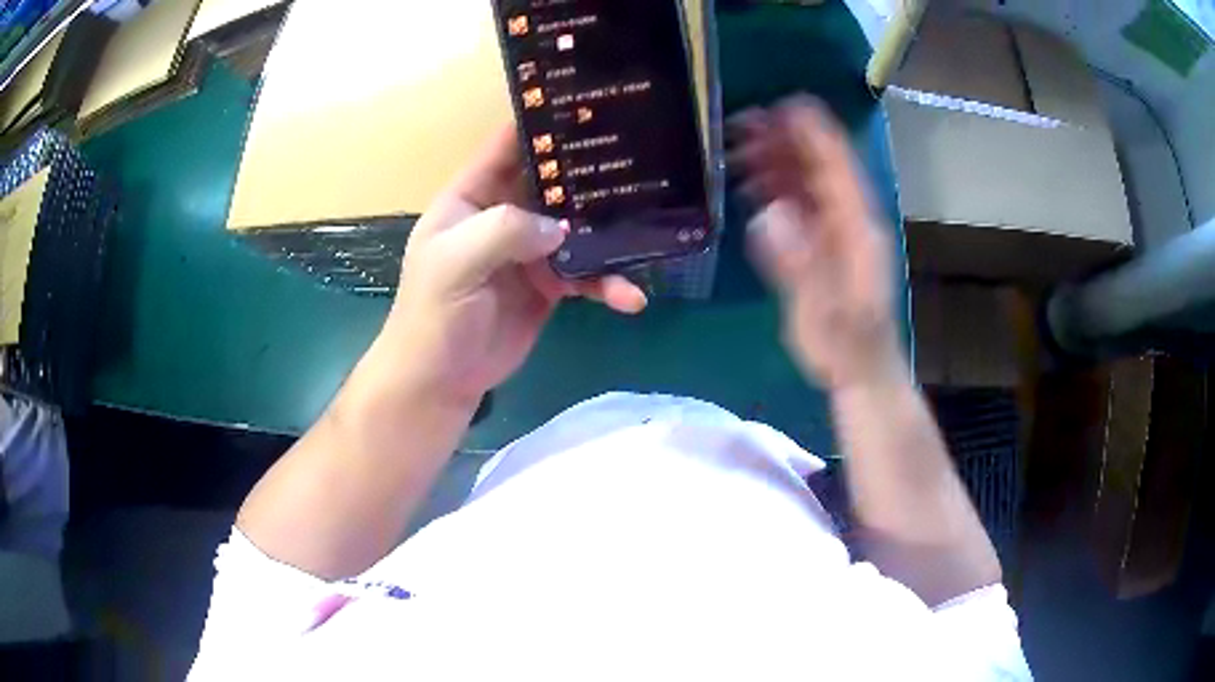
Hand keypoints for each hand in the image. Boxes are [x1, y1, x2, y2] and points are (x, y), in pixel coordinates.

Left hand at [371, 128, 647, 408]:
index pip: (507, 146)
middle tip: (639, 159)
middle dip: (589, 174)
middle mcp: (503, 215)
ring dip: (609, 233)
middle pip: (552, 182)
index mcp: (472, 197)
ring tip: (647, 234)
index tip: (586, 106)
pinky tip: (631, 298)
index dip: (541, 124)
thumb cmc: (433, 315)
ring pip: (577, 228)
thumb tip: (561, 228)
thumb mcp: (454, 263)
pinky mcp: (549, 285)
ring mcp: (529, 251)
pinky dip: (608, 284)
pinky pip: (586, 275)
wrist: (441, 380)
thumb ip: (503, 231)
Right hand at [732, 97, 903, 390]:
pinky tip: (749, 187)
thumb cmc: (846, 347)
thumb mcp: (822, 309)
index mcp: (856, 226)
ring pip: (807, 182)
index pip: (836, 164)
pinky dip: (775, 190)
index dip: (811, 131)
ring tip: (736, 150)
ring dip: (775, 161)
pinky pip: (799, 206)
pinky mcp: (823, 246)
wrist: (861, 373)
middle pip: (818, 165)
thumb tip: (768, 214)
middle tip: (739, 124)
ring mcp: (836, 232)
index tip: (777, 105)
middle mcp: (849, 219)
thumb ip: (798, 263)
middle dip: (783, 140)